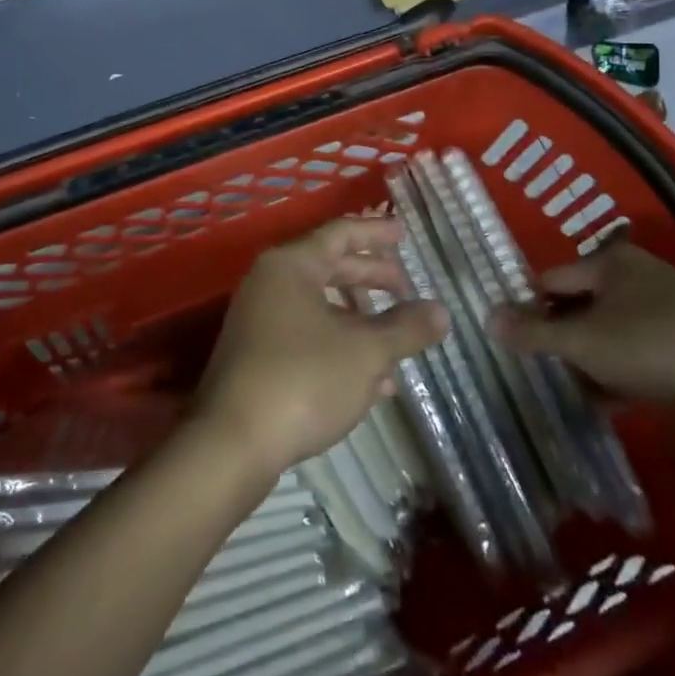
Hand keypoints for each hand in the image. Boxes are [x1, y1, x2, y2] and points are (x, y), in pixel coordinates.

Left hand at [193, 218, 448, 476]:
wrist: (232, 442)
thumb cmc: (303, 379)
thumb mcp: (366, 352)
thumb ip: (405, 327)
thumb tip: (441, 311)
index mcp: (291, 265)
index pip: (339, 233)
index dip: (375, 233)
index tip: (404, 233)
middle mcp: (269, 283)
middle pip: (328, 267)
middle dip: (370, 277)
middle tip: (405, 286)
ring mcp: (259, 320)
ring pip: (319, 306)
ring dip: (359, 320)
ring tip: (396, 341)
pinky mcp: (256, 356)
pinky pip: (306, 337)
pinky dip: (339, 347)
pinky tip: (372, 381)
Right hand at [489, 241, 674, 412]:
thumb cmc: (654, 347)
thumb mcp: (584, 342)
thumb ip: (533, 333)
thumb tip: (487, 318)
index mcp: (609, 262)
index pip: (551, 279)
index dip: (529, 308)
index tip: (516, 342)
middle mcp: (636, 275)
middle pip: (580, 305)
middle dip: (562, 338)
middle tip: (545, 369)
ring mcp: (666, 306)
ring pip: (610, 330)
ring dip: (591, 359)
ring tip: (577, 390)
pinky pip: (639, 349)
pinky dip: (622, 370)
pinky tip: (612, 400)